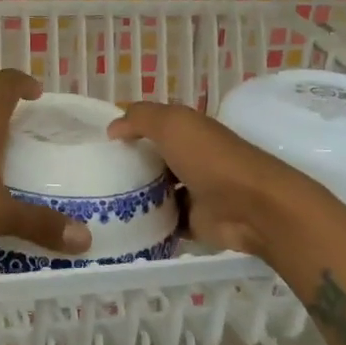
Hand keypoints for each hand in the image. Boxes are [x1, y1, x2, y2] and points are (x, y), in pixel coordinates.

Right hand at [107, 102, 309, 258]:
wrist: (252, 207)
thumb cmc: (210, 158)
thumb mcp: (172, 124)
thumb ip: (140, 118)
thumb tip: (113, 128)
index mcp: (189, 131)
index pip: (154, 126)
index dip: (129, 131)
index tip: (98, 144)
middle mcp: (192, 159)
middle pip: (153, 161)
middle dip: (129, 167)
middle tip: (93, 177)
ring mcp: (195, 192)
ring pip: (157, 193)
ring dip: (136, 198)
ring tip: (100, 203)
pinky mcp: (195, 223)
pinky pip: (165, 222)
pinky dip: (149, 225)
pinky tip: (122, 226)